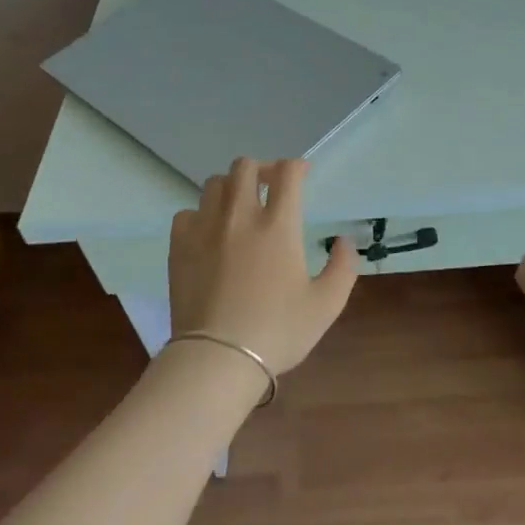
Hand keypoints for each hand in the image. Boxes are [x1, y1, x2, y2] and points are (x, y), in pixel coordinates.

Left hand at [168, 157, 359, 374]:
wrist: (218, 358)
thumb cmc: (278, 331)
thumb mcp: (326, 305)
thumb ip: (343, 267)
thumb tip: (344, 241)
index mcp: (279, 225)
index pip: (287, 173)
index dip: (298, 167)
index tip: (303, 176)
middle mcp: (240, 216)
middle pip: (245, 166)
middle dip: (261, 169)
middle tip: (270, 188)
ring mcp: (205, 228)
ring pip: (214, 184)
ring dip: (231, 188)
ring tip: (239, 208)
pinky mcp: (179, 246)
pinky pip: (187, 213)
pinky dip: (201, 215)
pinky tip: (209, 234)